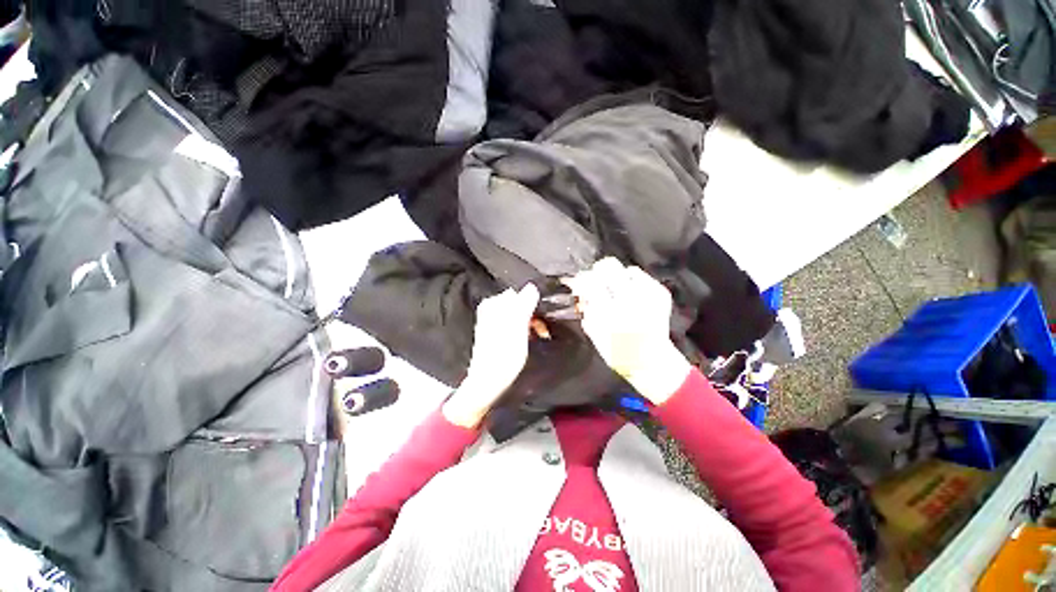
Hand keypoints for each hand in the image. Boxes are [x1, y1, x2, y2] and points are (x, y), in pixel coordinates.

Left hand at [443, 284, 539, 428]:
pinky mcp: (494, 331)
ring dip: (529, 323)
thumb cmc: (505, 353)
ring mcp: (491, 320)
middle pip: (518, 303)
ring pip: (517, 314)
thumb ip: (525, 303)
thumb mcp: (518, 326)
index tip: (543, 318)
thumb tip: (532, 285)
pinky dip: (522, 329)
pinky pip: (512, 323)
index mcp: (494, 303)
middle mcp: (491, 308)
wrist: (488, 380)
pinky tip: (526, 340)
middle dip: (532, 315)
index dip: (533, 304)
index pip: (519, 293)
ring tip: (536, 337)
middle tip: (541, 331)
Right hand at [563, 258, 690, 404]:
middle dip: (599, 271)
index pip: (590, 281)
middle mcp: (629, 299)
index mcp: (609, 311)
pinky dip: (634, 282)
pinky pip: (643, 277)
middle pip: (609, 266)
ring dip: (618, 278)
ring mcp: (648, 294)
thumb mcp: (594, 333)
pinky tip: (632, 294)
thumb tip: (580, 290)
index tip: (579, 283)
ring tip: (617, 290)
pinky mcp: (661, 294)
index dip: (582, 279)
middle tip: (597, 281)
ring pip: (627, 269)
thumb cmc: (617, 352)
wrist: (651, 361)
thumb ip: (587, 309)